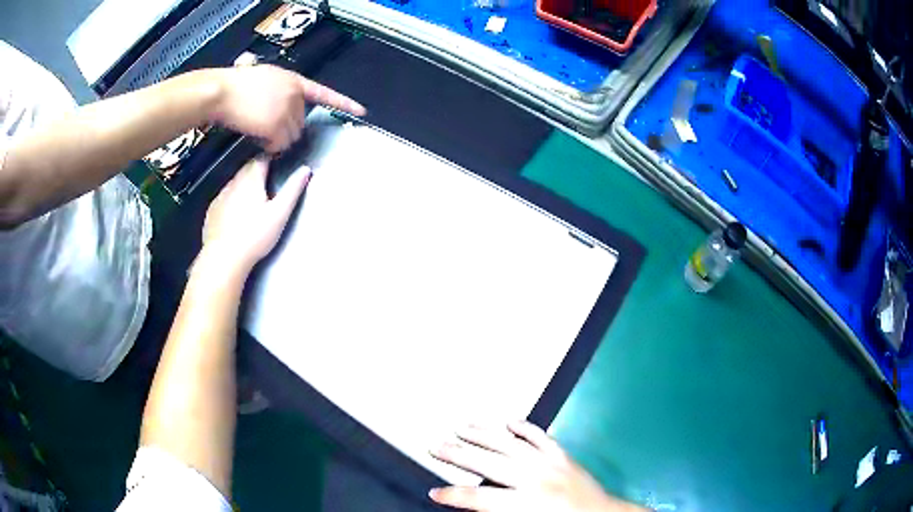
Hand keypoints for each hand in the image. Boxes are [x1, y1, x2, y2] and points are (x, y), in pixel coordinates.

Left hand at [202, 157, 309, 273]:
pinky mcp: (212, 211)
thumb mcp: (279, 214)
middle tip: (268, 183)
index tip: (278, 164)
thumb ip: (292, 190)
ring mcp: (220, 196)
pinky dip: (231, 200)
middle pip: (246, 169)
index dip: (271, 159)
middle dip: (257, 171)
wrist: (223, 258)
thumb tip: (305, 169)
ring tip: (253, 200)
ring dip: (243, 186)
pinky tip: (236, 215)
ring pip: (234, 183)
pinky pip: (224, 198)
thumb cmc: (255, 236)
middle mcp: (233, 183)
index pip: (261, 159)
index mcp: (251, 179)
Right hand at [210, 65, 364, 152]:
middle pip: (300, 124)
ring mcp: (288, 110)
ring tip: (256, 128)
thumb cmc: (235, 85)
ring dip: (276, 140)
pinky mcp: (278, 125)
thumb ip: (281, 91)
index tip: (362, 111)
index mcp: (294, 81)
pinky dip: (268, 147)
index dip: (344, 103)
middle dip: (284, 129)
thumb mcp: (265, 80)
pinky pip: (278, 146)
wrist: (221, 92)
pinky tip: (256, 135)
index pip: (324, 93)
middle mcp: (296, 96)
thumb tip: (284, 109)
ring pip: (290, 137)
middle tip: (263, 124)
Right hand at [430, 422, 645, 511]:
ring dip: (484, 434)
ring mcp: (551, 463)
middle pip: (489, 464)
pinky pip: (541, 436)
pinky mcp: (563, 455)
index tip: (435, 492)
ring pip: (511, 444)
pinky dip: (525, 427)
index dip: (454, 495)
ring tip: (462, 426)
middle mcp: (536, 479)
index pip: (479, 498)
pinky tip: (509, 420)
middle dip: (459, 454)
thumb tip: (472, 504)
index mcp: (527, 504)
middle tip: (436, 446)